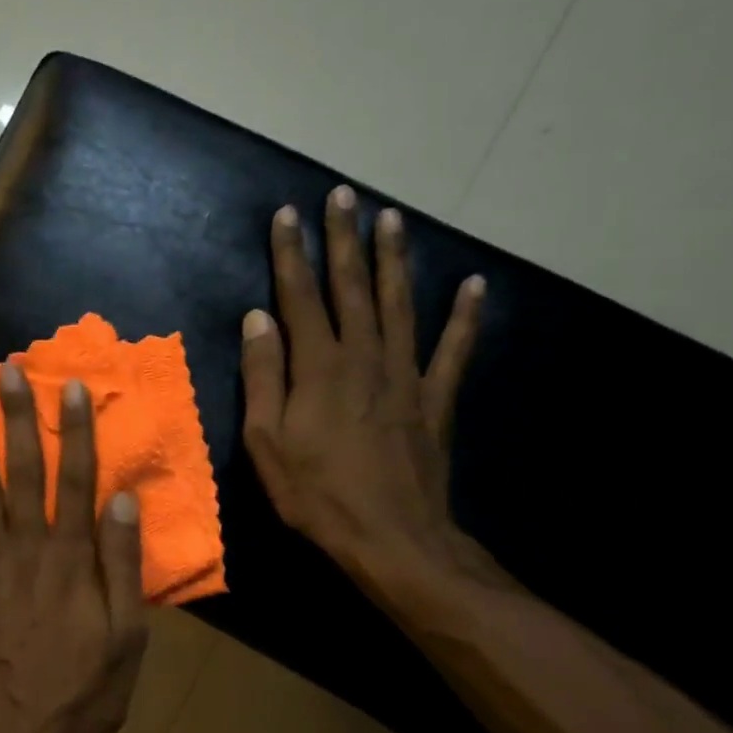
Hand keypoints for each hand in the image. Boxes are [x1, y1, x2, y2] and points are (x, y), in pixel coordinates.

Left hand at [0, 364, 149, 732]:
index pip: (76, 481)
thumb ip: (123, 565)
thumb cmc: (89, 690)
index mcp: (73, 562)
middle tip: (5, 371)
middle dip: (15, 419)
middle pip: (22, 473)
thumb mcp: (129, 636)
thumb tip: (123, 500)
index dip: (74, 432)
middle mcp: (29, 552)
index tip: (70, 387)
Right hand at [240, 186, 485, 583]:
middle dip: (343, 238)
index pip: (300, 296)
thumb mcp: (267, 442)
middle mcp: (364, 356)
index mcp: (318, 367)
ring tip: (392, 217)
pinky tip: (474, 285)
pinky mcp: (435, 398)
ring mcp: (405, 374)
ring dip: (393, 259)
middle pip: (351, 286)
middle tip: (343, 195)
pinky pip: (453, 349)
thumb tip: (258, 318)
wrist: (392, 538)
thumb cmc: (317, 494)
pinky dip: (465, 316)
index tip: (286, 214)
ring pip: (398, 303)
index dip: (291, 254)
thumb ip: (263, 376)